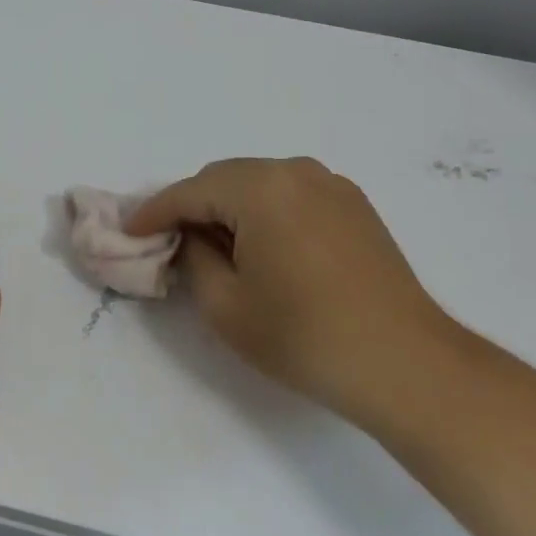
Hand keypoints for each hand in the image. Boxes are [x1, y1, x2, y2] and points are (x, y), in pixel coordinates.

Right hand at [130, 157, 457, 424]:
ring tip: (218, 248)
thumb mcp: (227, 307)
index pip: (190, 191)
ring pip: (260, 184)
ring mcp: (331, 184)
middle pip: (226, 179)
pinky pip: (292, 195)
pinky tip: (265, 248)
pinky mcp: (355, 205)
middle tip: (171, 243)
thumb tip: (191, 238)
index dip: (154, 211)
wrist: (407, 365)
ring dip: (231, 208)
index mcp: (261, 188)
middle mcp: (296, 171)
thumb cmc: (306, 337)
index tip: (128, 232)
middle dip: (193, 206)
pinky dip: (267, 212)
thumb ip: (194, 260)